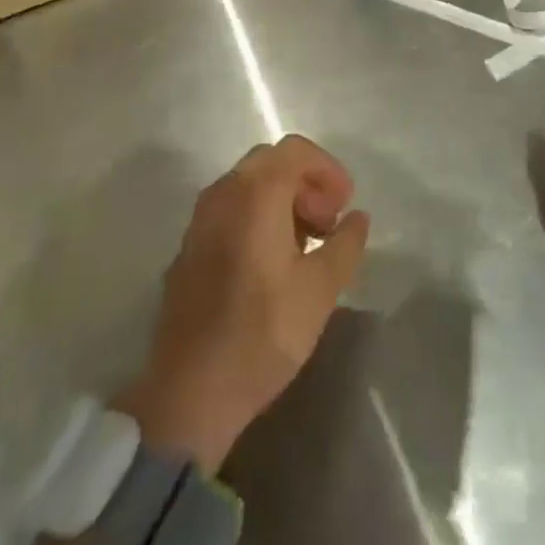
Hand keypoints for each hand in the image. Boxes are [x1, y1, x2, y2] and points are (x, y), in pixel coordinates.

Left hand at [116, 135, 369, 475]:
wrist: (189, 394)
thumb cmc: (263, 332)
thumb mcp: (321, 289)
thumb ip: (346, 243)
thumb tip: (357, 218)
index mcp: (255, 193)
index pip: (296, 151)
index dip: (328, 170)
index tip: (345, 205)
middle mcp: (222, 195)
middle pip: (271, 163)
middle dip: (306, 184)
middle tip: (328, 223)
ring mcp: (199, 222)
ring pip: (247, 187)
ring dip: (281, 201)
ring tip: (305, 246)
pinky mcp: (187, 250)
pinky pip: (228, 213)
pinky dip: (256, 219)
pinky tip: (270, 264)